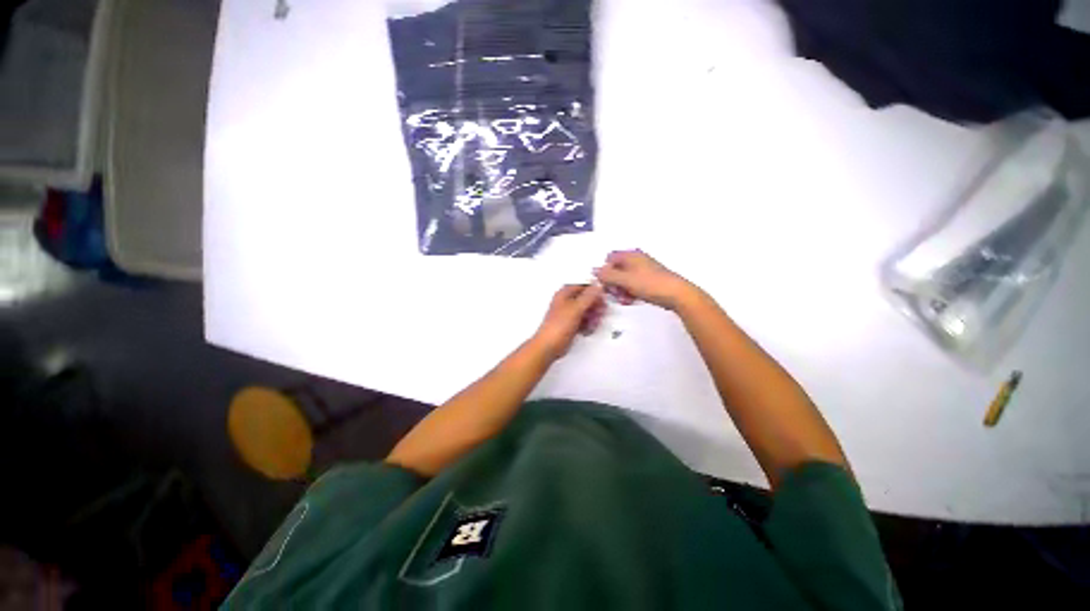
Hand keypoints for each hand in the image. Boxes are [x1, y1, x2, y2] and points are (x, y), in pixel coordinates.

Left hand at [532, 284, 605, 360]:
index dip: (594, 289)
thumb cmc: (558, 326)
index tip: (602, 297)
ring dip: (593, 316)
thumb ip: (588, 296)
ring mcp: (568, 314)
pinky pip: (583, 320)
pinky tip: (589, 329)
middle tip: (600, 312)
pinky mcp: (570, 324)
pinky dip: (588, 324)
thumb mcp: (576, 308)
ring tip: (594, 323)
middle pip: (585, 298)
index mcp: (564, 294)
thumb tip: (598, 286)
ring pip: (586, 310)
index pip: (582, 285)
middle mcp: (566, 302)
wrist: (549, 346)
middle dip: (594, 305)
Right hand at [593, 250, 694, 310]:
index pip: (609, 259)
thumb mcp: (625, 280)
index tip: (605, 283)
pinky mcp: (649, 280)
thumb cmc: (650, 284)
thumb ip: (607, 275)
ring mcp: (643, 270)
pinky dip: (629, 291)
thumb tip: (594, 270)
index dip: (604, 271)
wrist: (676, 294)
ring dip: (620, 289)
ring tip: (624, 299)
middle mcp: (636, 259)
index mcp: (630, 255)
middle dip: (613, 282)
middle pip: (616, 269)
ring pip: (624, 278)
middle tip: (614, 293)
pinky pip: (633, 284)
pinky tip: (631, 300)